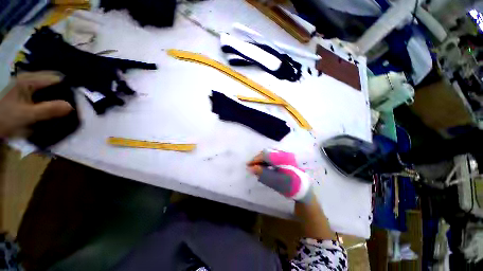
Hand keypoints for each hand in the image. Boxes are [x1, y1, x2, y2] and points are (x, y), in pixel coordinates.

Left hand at [0, 72, 72, 137]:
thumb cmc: (6, 119)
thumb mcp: (27, 116)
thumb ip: (48, 110)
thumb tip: (71, 106)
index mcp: (29, 80)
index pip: (57, 78)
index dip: (70, 87)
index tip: (80, 99)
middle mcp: (30, 78)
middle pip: (55, 80)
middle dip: (66, 91)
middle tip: (77, 103)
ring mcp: (28, 84)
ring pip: (51, 86)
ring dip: (60, 95)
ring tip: (70, 105)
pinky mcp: (27, 92)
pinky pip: (45, 91)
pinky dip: (53, 97)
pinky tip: (57, 105)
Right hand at [247, 149, 311, 201]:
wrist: (303, 189)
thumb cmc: (290, 186)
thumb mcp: (276, 181)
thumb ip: (263, 173)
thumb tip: (250, 168)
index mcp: (283, 158)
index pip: (266, 154)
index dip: (256, 159)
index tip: (248, 165)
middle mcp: (284, 153)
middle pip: (267, 153)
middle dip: (258, 159)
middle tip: (251, 167)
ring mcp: (284, 155)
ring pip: (269, 154)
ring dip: (261, 160)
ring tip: (256, 167)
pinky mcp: (284, 158)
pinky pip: (272, 157)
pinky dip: (266, 162)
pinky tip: (263, 167)